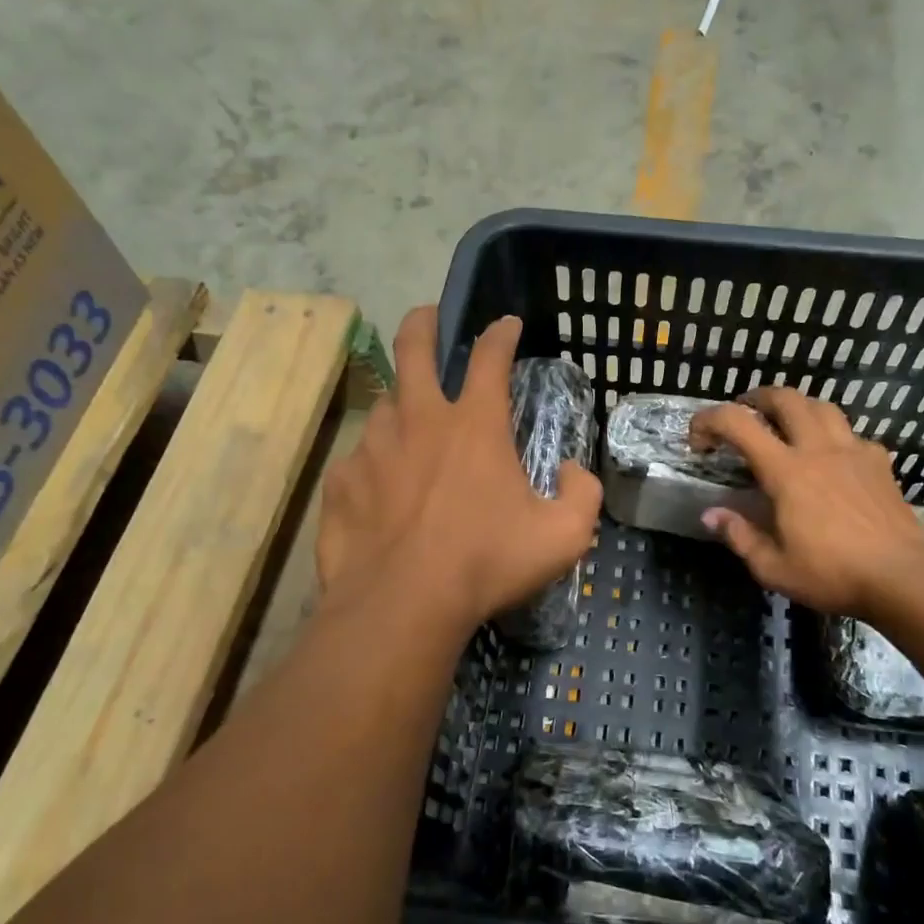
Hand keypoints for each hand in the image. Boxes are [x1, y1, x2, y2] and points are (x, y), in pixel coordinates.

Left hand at [317, 307, 601, 638]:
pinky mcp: (342, 481)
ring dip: (400, 404)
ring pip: (383, 403)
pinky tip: (381, 488)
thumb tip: (571, 471)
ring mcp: (373, 447)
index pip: (490, 356)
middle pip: (413, 347)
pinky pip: (359, 459)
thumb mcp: (563, 536)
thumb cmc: (487, 563)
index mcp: (475, 424)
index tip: (506, 325)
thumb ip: (581, 495)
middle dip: (422, 323)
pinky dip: (374, 464)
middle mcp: (419, 420)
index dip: (500, 333)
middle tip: (427, 318)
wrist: (403, 604)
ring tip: (409, 422)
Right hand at [690, 387, 923, 620]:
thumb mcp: (773, 567)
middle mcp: (818, 449)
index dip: (710, 420)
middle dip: (756, 398)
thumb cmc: (832, 574)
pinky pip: (852, 434)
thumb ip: (739, 536)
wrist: (903, 577)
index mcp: (786, 471)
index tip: (698, 440)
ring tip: (786, 424)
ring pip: (822, 406)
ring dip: (797, 407)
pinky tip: (832, 458)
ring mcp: (853, 451)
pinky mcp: (880, 463)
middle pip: (785, 398)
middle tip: (743, 413)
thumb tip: (711, 514)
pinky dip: (833, 436)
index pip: (738, 424)